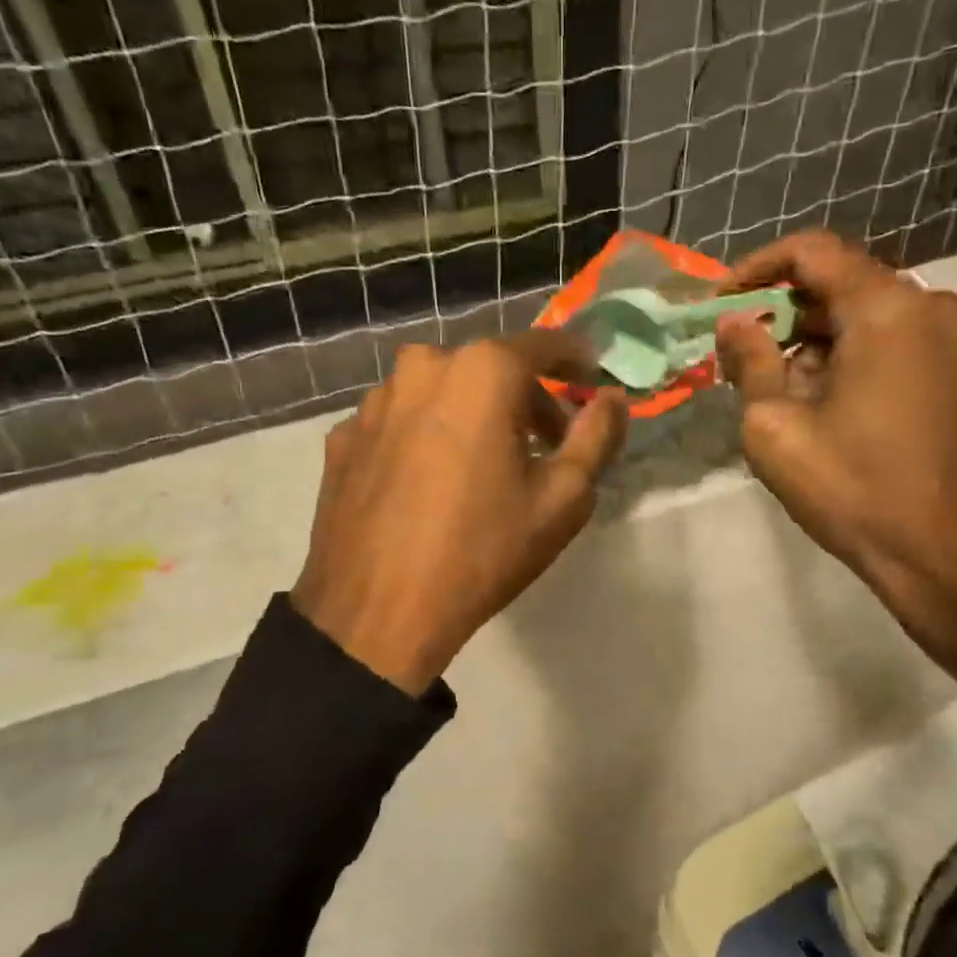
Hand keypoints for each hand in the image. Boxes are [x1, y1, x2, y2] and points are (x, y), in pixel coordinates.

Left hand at [292, 335, 626, 694]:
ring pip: (440, 391)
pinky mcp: (344, 437)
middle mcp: (422, 367)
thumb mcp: (564, 498)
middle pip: (489, 367)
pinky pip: (401, 421)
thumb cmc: (483, 550)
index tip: (590, 377)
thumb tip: (613, 398)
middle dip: (524, 398)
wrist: (377, 612)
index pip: (543, 344)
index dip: (575, 358)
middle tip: (545, 445)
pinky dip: (426, 436)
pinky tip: (430, 483)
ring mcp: (374, 401)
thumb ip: (598, 435)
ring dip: (471, 414)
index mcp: (482, 372)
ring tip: (483, 466)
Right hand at [718, 231, 956, 811]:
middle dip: (785, 311)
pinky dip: (855, 354)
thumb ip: (750, 360)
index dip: (758, 268)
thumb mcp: (775, 427)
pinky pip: (898, 339)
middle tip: (740, 352)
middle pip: (843, 283)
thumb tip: (734, 322)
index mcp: (888, 310)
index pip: (814, 252)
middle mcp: (933, 306)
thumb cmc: (851, 490)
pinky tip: (828, 400)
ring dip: (818, 338)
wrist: (942, 555)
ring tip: (780, 387)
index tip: (721, 302)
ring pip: (870, 314)